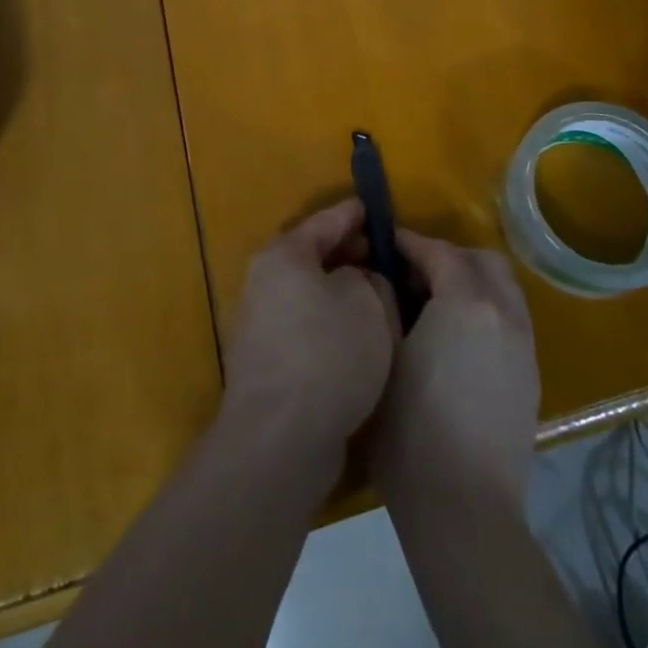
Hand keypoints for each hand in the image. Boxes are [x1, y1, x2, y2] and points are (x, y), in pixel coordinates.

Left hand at [222, 199, 398, 459]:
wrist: (280, 438)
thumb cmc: (328, 353)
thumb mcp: (369, 302)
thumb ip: (372, 280)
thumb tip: (361, 283)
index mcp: (285, 255)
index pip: (326, 221)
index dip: (355, 214)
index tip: (377, 209)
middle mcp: (265, 283)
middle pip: (314, 258)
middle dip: (350, 256)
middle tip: (385, 259)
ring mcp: (261, 326)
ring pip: (311, 296)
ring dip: (342, 296)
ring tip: (380, 302)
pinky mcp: (267, 365)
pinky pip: (307, 329)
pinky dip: (332, 327)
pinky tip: (360, 343)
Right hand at [371, 232, 539, 506]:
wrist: (464, 510)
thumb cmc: (411, 430)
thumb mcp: (384, 356)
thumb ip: (387, 303)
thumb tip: (386, 278)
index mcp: (468, 302)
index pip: (439, 251)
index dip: (409, 243)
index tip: (383, 243)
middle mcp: (505, 312)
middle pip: (481, 260)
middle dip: (447, 257)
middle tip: (411, 274)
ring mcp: (524, 344)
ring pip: (502, 287)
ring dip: (470, 281)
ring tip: (434, 304)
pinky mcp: (530, 374)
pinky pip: (510, 318)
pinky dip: (485, 310)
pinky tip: (456, 339)